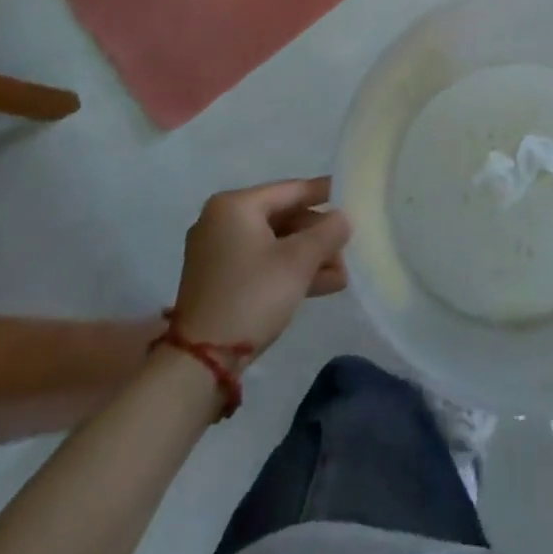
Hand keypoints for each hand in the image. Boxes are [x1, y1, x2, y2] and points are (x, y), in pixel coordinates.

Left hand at [173, 178, 351, 351]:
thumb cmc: (252, 296)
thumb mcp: (298, 261)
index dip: (325, 193)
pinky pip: (262, 263)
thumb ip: (328, 231)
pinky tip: (324, 285)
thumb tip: (342, 218)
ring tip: (342, 274)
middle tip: (348, 248)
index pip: (291, 190)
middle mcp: (222, 222)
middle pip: (284, 218)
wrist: (200, 363)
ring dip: (309, 257)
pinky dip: (289, 271)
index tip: (352, 194)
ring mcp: (217, 253)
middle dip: (318, 236)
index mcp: (235, 206)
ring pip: (275, 244)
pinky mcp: (219, 281)